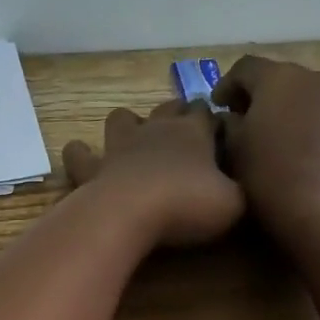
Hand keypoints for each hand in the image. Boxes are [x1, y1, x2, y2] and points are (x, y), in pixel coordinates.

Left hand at [62, 100, 244, 246]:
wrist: (131, 212)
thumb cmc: (188, 204)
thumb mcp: (234, 202)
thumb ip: (239, 189)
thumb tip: (239, 185)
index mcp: (194, 132)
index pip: (208, 113)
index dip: (215, 120)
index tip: (222, 133)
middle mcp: (155, 129)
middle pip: (169, 107)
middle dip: (178, 113)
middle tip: (186, 132)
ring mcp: (119, 145)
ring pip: (122, 117)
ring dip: (129, 123)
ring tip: (135, 137)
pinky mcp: (92, 167)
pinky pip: (80, 153)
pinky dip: (80, 153)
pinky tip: (81, 156)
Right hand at [212, 56, 319, 232]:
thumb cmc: (265, 171)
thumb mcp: (231, 145)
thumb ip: (227, 122)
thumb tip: (232, 117)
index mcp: (279, 76)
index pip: (245, 68)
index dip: (226, 85)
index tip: (216, 107)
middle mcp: (314, 78)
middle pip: (278, 77)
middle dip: (258, 95)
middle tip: (241, 120)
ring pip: (304, 95)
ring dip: (285, 108)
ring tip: (271, 136)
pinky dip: (307, 123)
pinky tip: (296, 148)